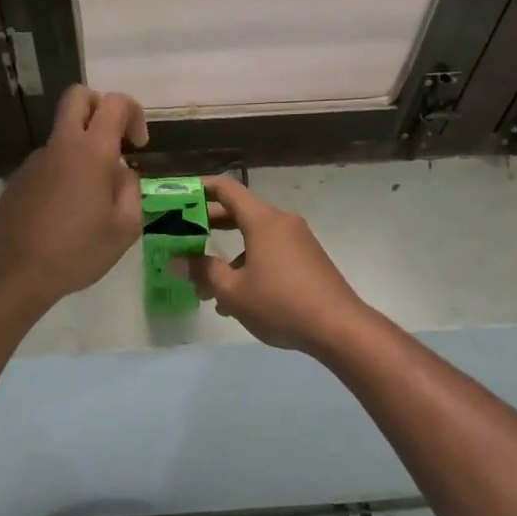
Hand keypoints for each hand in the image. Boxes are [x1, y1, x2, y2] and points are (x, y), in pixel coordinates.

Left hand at [0, 86, 147, 307]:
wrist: (14, 274)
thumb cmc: (77, 252)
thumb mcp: (124, 228)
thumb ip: (131, 190)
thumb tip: (122, 172)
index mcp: (91, 152)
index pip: (115, 102)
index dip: (133, 113)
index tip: (138, 145)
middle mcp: (61, 145)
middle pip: (77, 96)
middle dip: (100, 106)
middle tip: (113, 141)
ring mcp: (35, 160)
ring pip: (63, 134)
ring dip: (82, 148)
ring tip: (91, 200)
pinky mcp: (19, 179)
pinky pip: (48, 162)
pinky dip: (64, 173)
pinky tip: (66, 213)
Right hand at [178, 176, 370, 352]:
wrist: (339, 327)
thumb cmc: (280, 302)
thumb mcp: (233, 291)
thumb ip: (203, 272)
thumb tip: (177, 262)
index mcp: (262, 220)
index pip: (226, 189)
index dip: (201, 188)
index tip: (179, 196)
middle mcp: (281, 222)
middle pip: (240, 213)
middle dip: (210, 225)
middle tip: (183, 237)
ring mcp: (298, 240)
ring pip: (254, 238)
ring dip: (229, 256)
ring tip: (207, 286)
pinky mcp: (308, 259)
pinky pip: (271, 252)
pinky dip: (250, 264)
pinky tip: (238, 299)